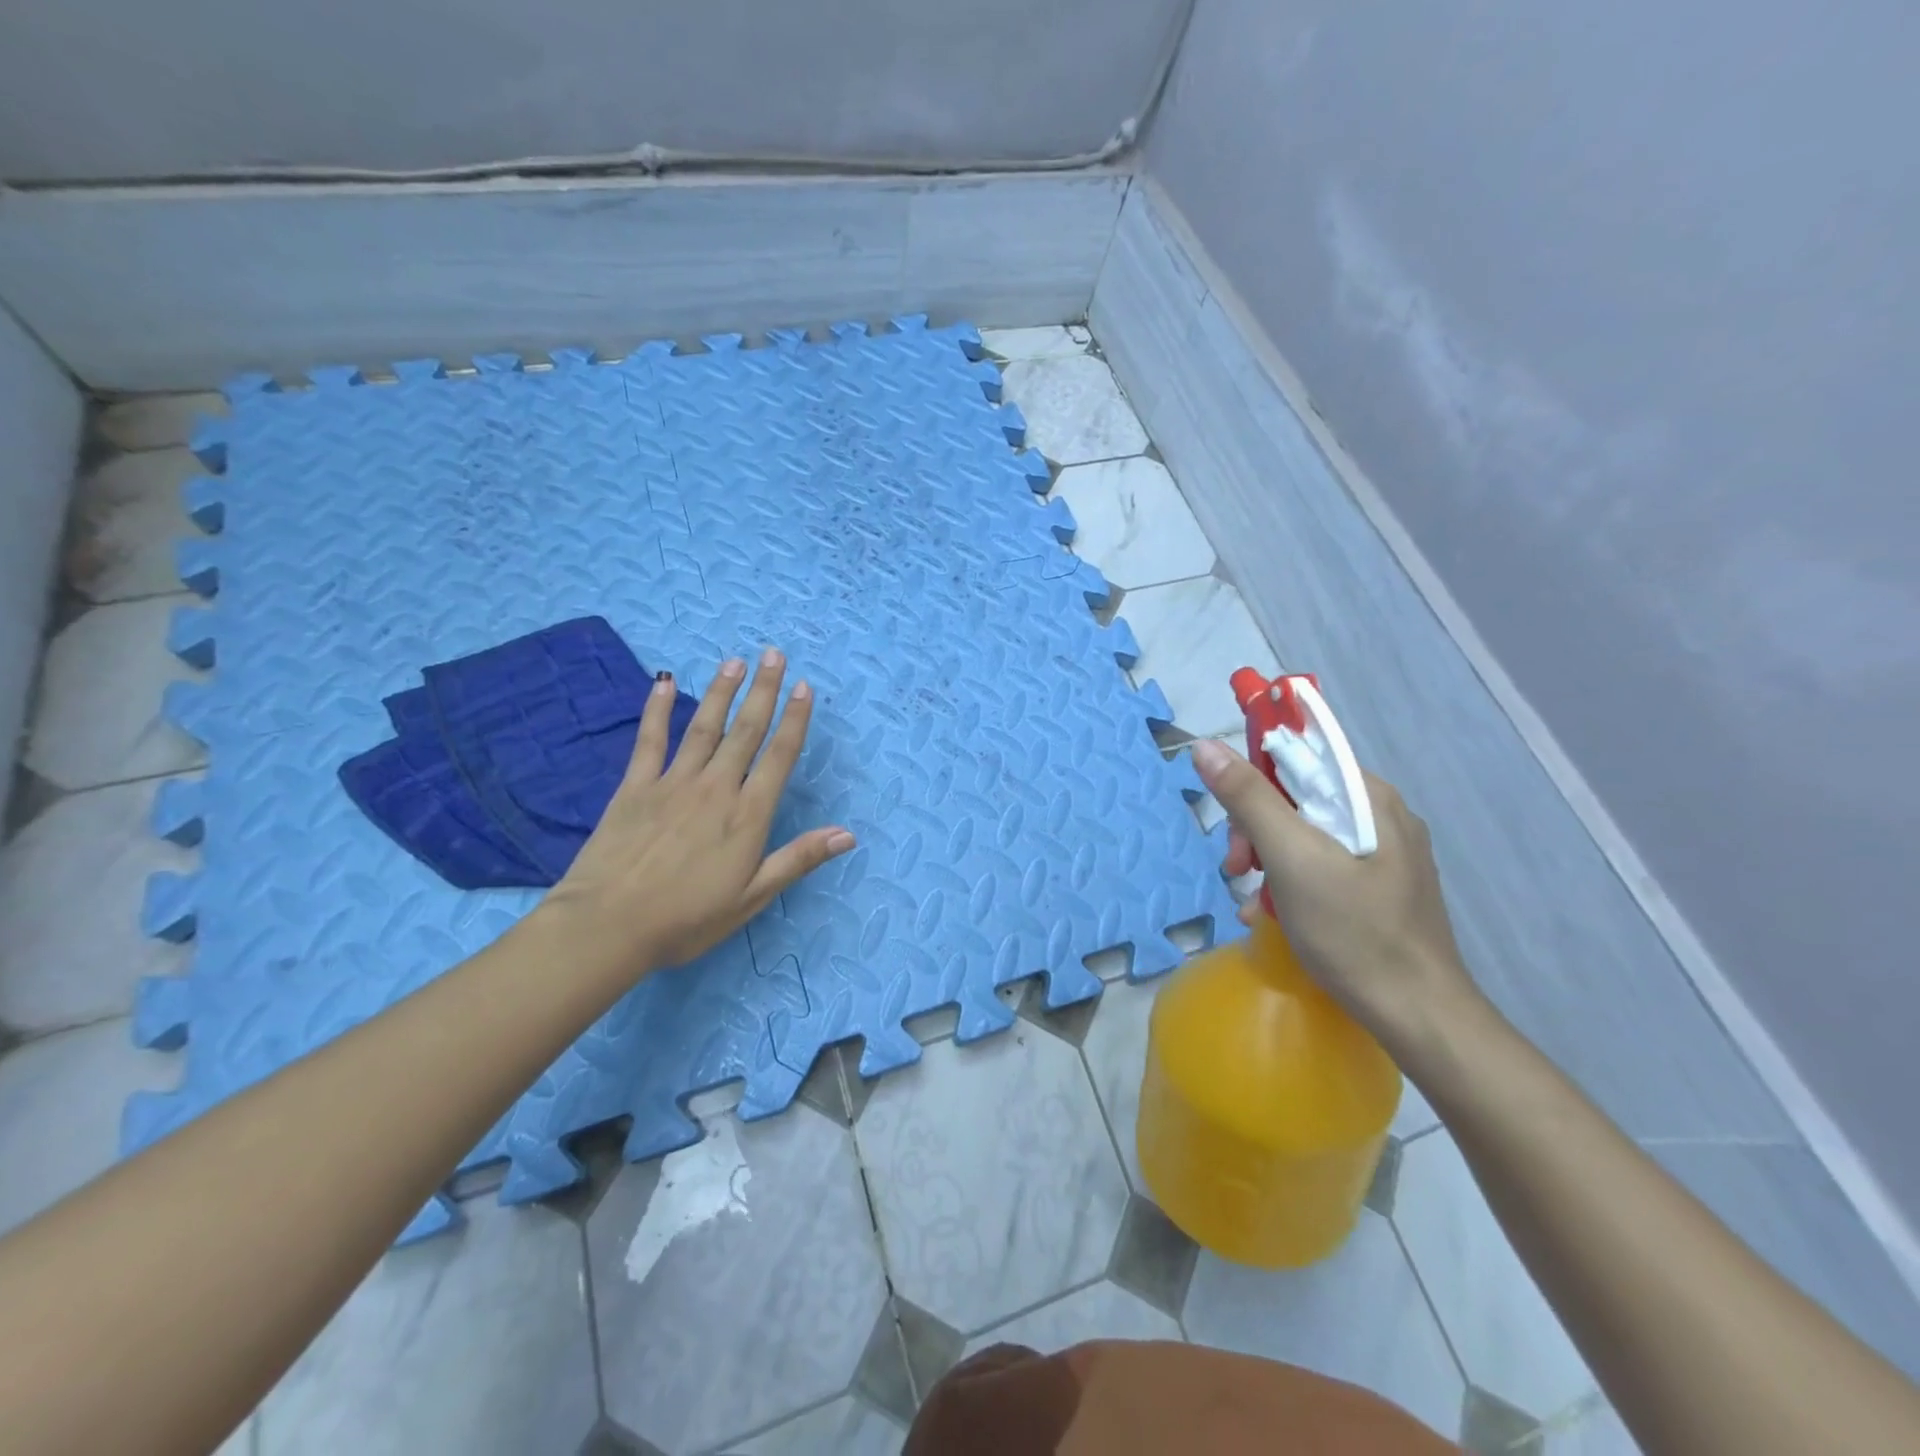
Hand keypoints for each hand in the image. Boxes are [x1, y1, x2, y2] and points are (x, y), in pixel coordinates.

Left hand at [541, 648, 854, 976]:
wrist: (609, 925)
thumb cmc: (687, 918)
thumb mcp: (752, 897)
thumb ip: (798, 859)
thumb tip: (848, 834)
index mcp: (747, 814)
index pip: (779, 756)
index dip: (795, 720)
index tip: (805, 688)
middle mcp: (716, 787)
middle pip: (745, 730)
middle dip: (763, 691)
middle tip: (774, 655)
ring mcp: (673, 782)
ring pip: (704, 727)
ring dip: (721, 692)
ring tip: (735, 662)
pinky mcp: (635, 786)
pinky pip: (650, 740)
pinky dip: (657, 710)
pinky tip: (663, 682)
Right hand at [1191, 738, 1478, 1036]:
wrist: (1418, 1017)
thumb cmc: (1353, 931)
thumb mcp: (1291, 859)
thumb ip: (1248, 799)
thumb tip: (1206, 745)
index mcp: (1370, 797)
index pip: (1300, 756)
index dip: (1255, 779)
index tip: (1232, 820)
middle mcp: (1381, 816)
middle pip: (1298, 799)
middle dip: (1256, 830)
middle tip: (1237, 869)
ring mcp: (1383, 855)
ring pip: (1304, 835)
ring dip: (1266, 861)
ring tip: (1251, 900)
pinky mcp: (1378, 888)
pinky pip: (1320, 866)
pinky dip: (1289, 883)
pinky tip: (1269, 914)